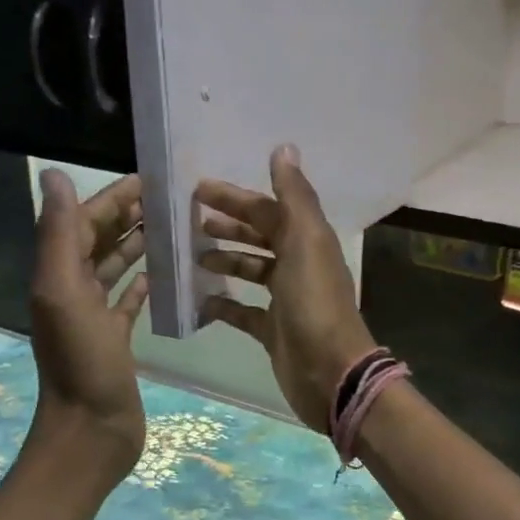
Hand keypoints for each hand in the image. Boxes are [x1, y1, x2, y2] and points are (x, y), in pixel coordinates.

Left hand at [27, 168, 149, 486]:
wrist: (91, 430)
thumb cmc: (82, 363)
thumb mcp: (64, 293)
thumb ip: (60, 235)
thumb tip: (53, 174)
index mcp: (59, 275)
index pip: (85, 222)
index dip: (112, 197)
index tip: (150, 178)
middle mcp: (74, 290)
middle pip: (101, 240)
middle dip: (129, 215)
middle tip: (171, 198)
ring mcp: (96, 316)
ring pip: (117, 267)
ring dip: (139, 245)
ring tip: (174, 227)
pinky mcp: (117, 339)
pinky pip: (130, 300)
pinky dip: (145, 282)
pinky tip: (164, 272)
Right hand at [196, 146, 376, 432]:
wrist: (329, 371)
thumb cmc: (315, 303)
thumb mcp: (306, 242)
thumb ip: (294, 197)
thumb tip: (284, 148)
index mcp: (307, 241)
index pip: (268, 209)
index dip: (236, 198)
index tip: (198, 189)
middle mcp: (298, 266)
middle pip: (260, 237)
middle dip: (229, 226)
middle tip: (190, 221)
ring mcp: (286, 300)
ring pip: (252, 271)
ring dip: (226, 259)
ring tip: (192, 256)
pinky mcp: (274, 330)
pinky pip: (244, 312)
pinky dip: (224, 304)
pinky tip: (201, 299)